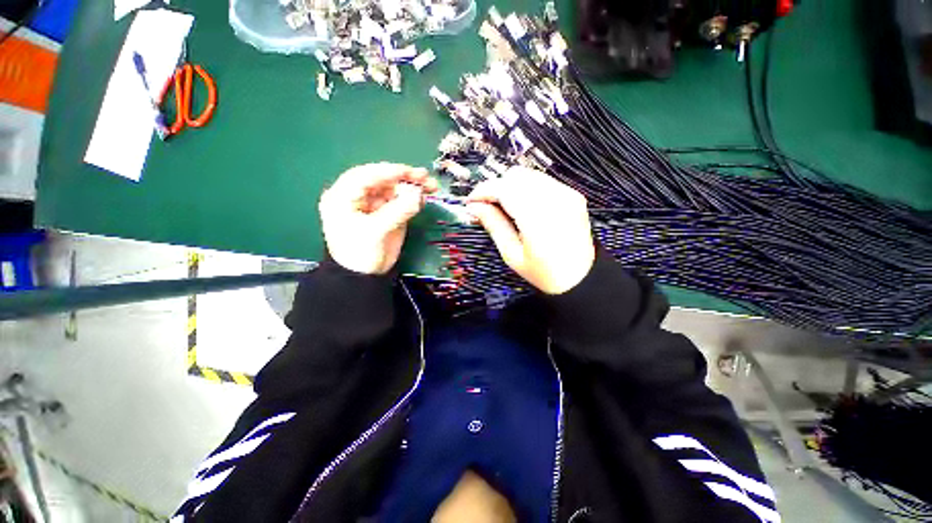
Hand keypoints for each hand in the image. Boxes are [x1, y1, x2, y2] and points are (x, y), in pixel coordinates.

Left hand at [319, 163, 437, 274]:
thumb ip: (397, 211)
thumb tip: (419, 195)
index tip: (412, 173)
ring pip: (393, 189)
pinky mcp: (385, 212)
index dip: (390, 172)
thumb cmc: (360, 255)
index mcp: (343, 197)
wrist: (363, 277)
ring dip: (411, 187)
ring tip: (430, 188)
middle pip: (382, 179)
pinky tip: (422, 198)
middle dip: (404, 178)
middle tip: (425, 177)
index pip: (366, 176)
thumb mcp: (376, 232)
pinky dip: (412, 198)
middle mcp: (357, 196)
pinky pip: (399, 200)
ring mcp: (373, 204)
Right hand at [467, 167, 594, 294]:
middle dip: (495, 187)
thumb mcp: (512, 255)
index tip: (470, 201)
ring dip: (509, 186)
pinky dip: (525, 188)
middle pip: (515, 176)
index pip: (505, 189)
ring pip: (528, 175)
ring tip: (502, 206)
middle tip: (485, 206)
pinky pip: (541, 181)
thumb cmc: (544, 273)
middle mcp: (555, 199)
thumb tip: (474, 207)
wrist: (582, 278)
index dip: (483, 191)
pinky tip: (521, 206)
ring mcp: (566, 194)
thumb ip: (493, 225)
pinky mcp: (572, 194)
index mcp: (538, 218)